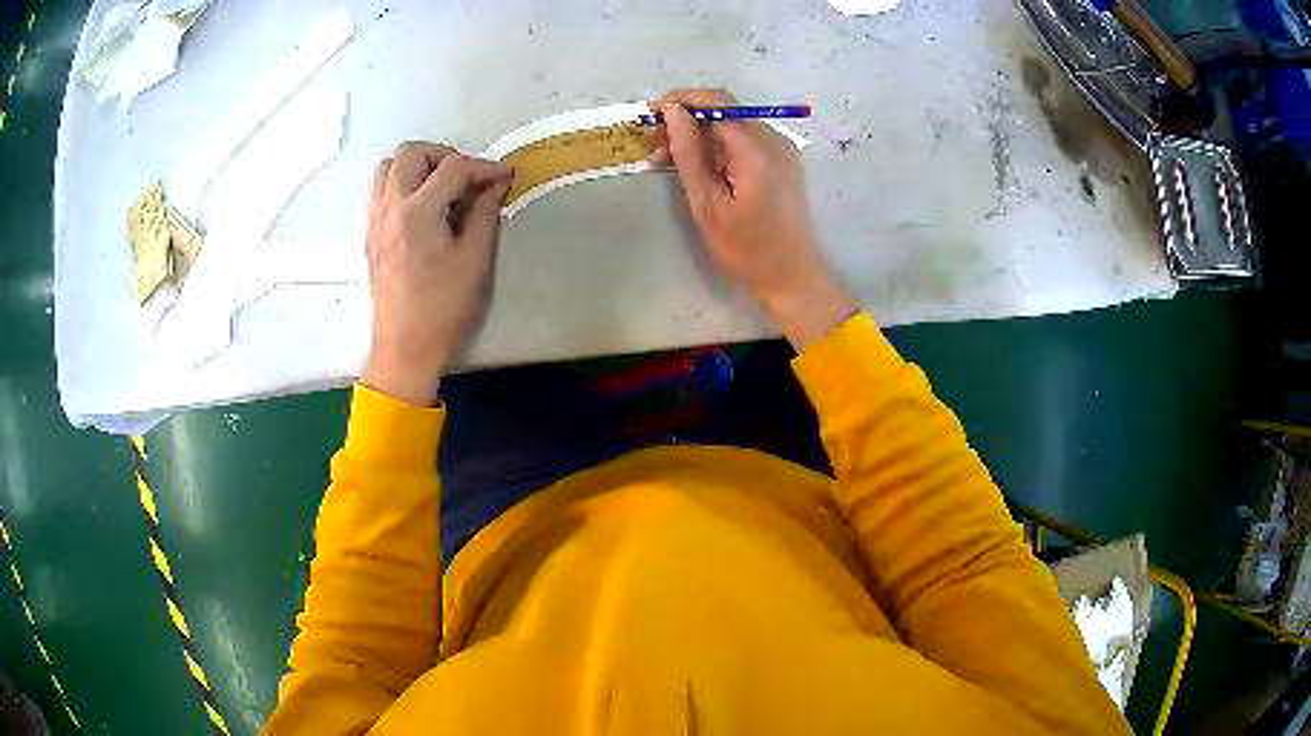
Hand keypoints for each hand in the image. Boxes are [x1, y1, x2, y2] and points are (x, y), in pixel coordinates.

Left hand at [361, 142, 512, 405]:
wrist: (404, 348)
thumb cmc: (443, 309)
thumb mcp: (475, 262)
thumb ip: (486, 215)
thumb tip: (496, 185)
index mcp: (417, 213)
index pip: (453, 168)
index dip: (484, 166)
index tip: (504, 176)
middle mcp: (390, 208)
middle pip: (411, 152)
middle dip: (444, 156)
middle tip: (467, 179)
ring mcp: (376, 220)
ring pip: (388, 167)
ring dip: (418, 166)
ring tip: (442, 188)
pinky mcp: (371, 233)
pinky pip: (381, 189)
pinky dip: (403, 184)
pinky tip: (424, 207)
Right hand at [649, 89, 857, 349]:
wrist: (793, 278)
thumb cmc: (747, 250)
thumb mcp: (708, 205)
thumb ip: (689, 154)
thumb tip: (673, 113)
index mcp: (757, 150)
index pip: (717, 102)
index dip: (680, 100)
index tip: (649, 114)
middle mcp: (774, 140)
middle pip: (724, 109)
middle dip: (685, 117)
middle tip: (653, 143)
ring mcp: (781, 149)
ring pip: (731, 122)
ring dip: (698, 132)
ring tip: (666, 157)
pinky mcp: (780, 160)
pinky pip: (743, 139)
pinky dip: (715, 143)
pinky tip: (695, 163)